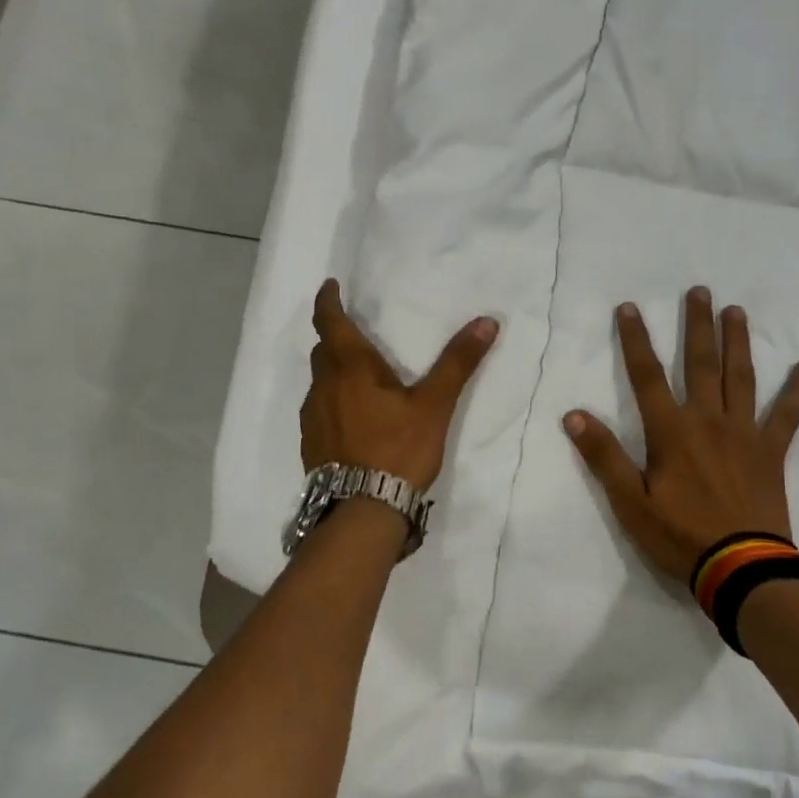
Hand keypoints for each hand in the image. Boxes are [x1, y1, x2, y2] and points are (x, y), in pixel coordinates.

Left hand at [301, 279, 498, 489]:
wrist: (363, 510)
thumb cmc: (398, 449)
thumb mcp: (434, 405)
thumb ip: (457, 363)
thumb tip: (487, 322)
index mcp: (350, 368)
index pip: (329, 322)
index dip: (327, 301)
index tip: (329, 286)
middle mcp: (323, 387)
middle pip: (323, 351)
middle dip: (335, 338)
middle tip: (356, 334)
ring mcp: (313, 418)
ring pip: (320, 382)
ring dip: (334, 373)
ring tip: (359, 379)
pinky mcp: (312, 445)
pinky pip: (319, 410)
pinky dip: (332, 402)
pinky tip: (353, 419)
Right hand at [563, 288, 798, 584]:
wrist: (742, 568)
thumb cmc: (680, 535)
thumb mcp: (630, 502)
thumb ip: (603, 456)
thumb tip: (573, 415)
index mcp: (671, 431)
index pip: (647, 375)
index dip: (635, 340)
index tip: (629, 307)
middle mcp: (708, 421)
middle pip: (701, 364)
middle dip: (697, 326)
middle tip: (699, 290)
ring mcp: (744, 434)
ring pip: (741, 377)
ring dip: (737, 342)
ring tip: (736, 311)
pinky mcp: (770, 452)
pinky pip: (786, 415)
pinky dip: (796, 391)